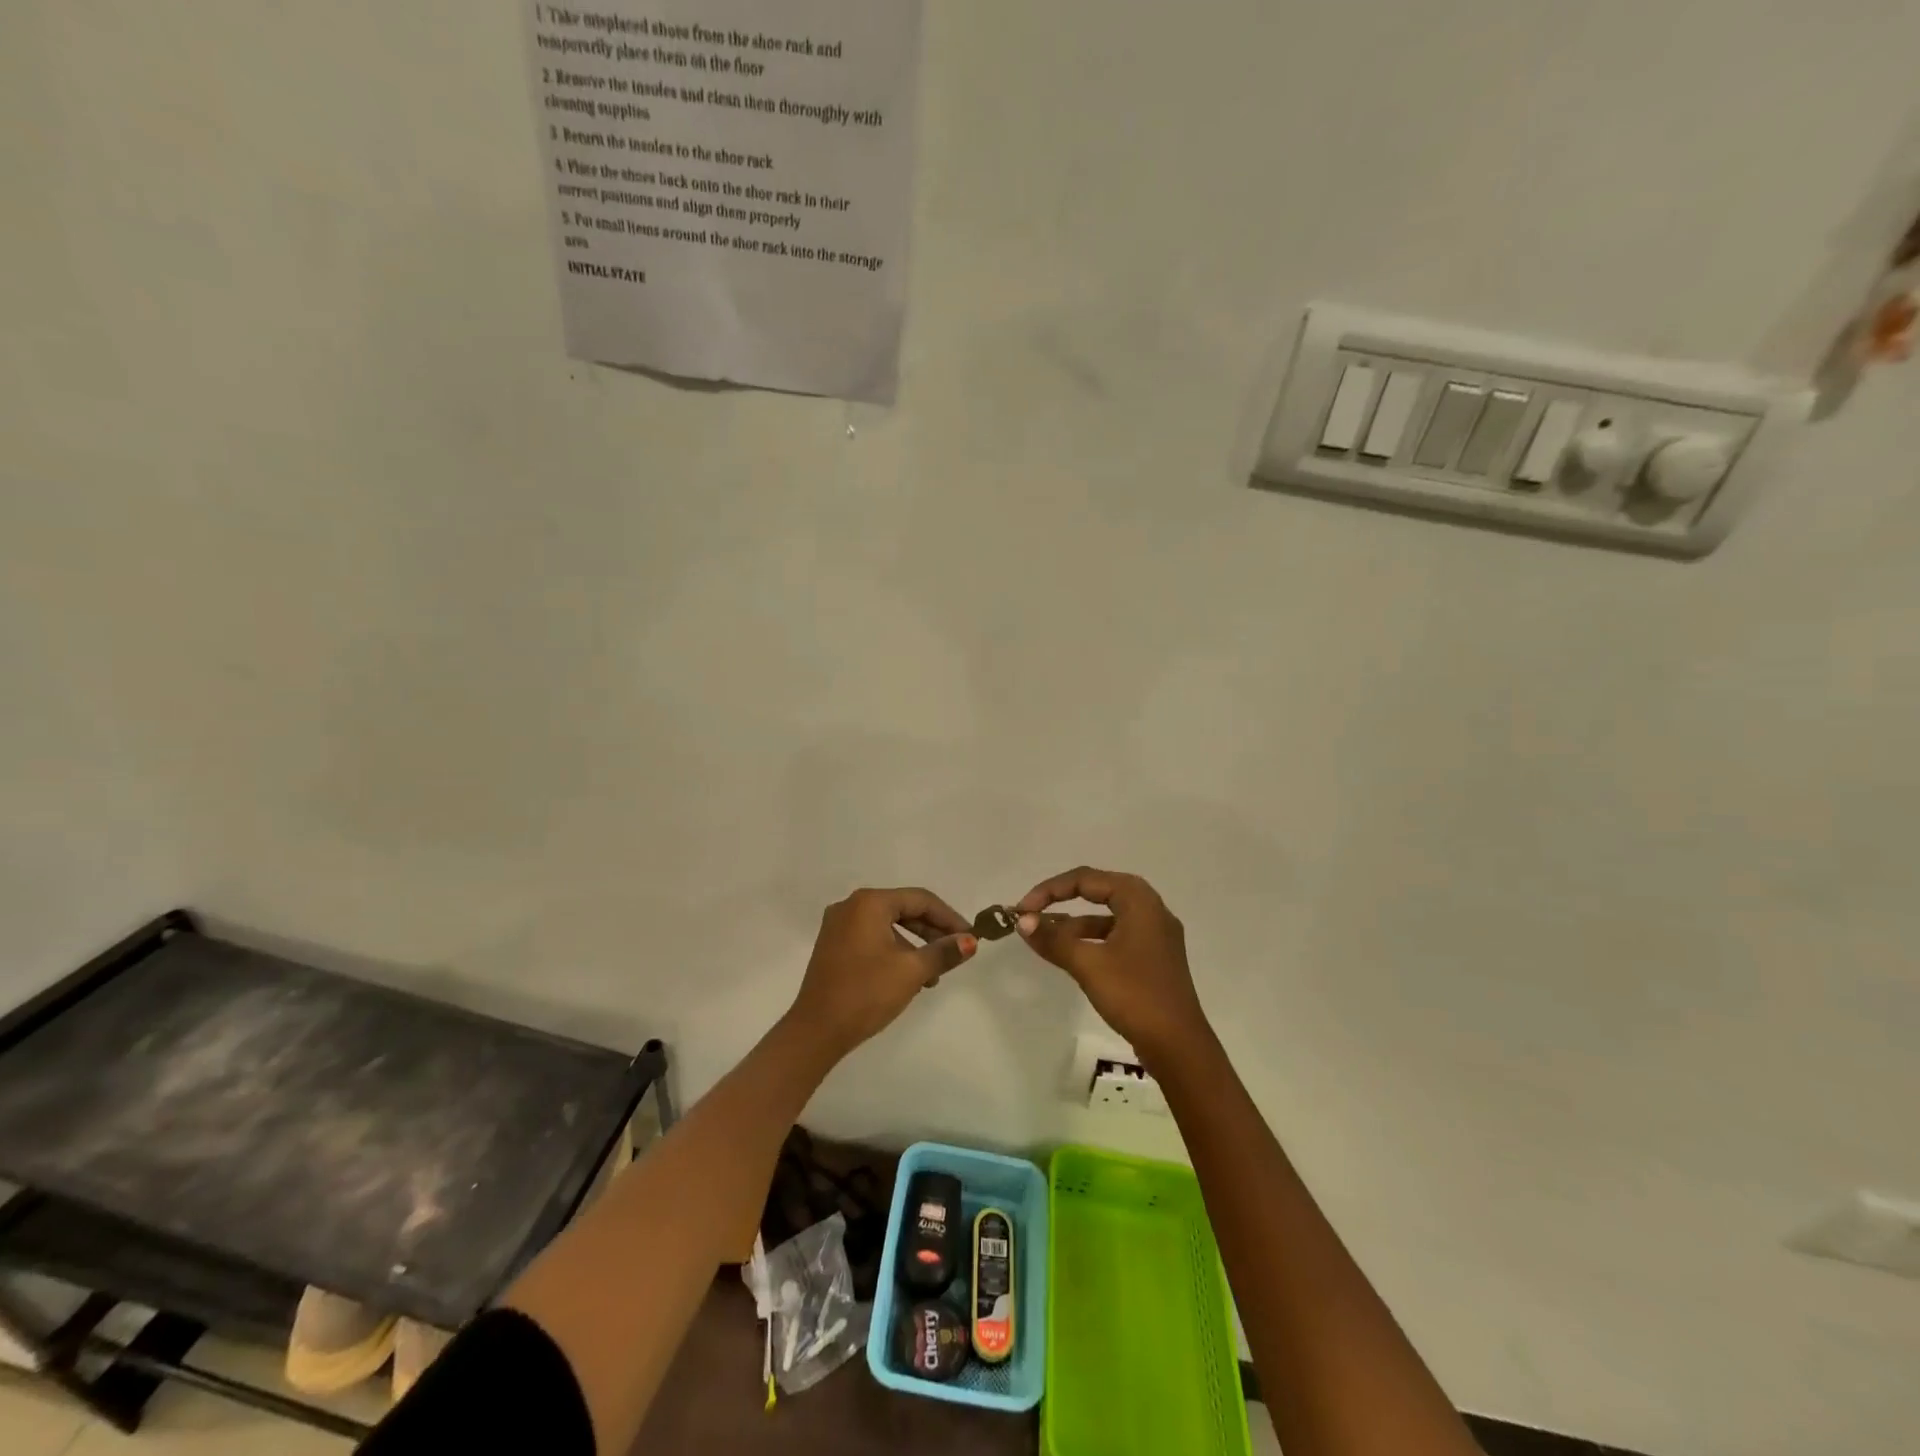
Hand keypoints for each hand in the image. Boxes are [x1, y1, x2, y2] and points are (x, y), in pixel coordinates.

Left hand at [786, 887, 977, 1057]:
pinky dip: (894, 951)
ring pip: (888, 926)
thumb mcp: (911, 971)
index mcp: (869, 903)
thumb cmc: (866, 993)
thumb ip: (943, 952)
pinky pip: (873, 938)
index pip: (920, 899)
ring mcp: (838, 926)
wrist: (816, 1031)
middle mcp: (851, 906)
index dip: (949, 917)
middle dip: (932, 931)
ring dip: (915, 945)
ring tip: (934, 974)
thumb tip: (970, 941)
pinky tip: (908, 977)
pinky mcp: (833, 946)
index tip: (970, 937)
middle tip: (956, 952)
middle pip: (903, 909)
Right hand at [1015, 867, 1212, 1064]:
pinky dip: (1091, 940)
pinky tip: (1070, 955)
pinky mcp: (1153, 957)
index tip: (1023, 910)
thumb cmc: (1134, 995)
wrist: (1179, 1047)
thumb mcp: (1088, 965)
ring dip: (1074, 923)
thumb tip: (1022, 921)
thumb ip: (1053, 939)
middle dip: (1061, 901)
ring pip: (1107, 916)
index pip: (1086, 879)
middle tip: (1032, 916)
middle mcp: (1151, 909)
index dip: (1049, 890)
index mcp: (1139, 900)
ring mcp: (1155, 934)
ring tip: (1043, 937)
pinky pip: (1116, 935)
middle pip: (1098, 891)